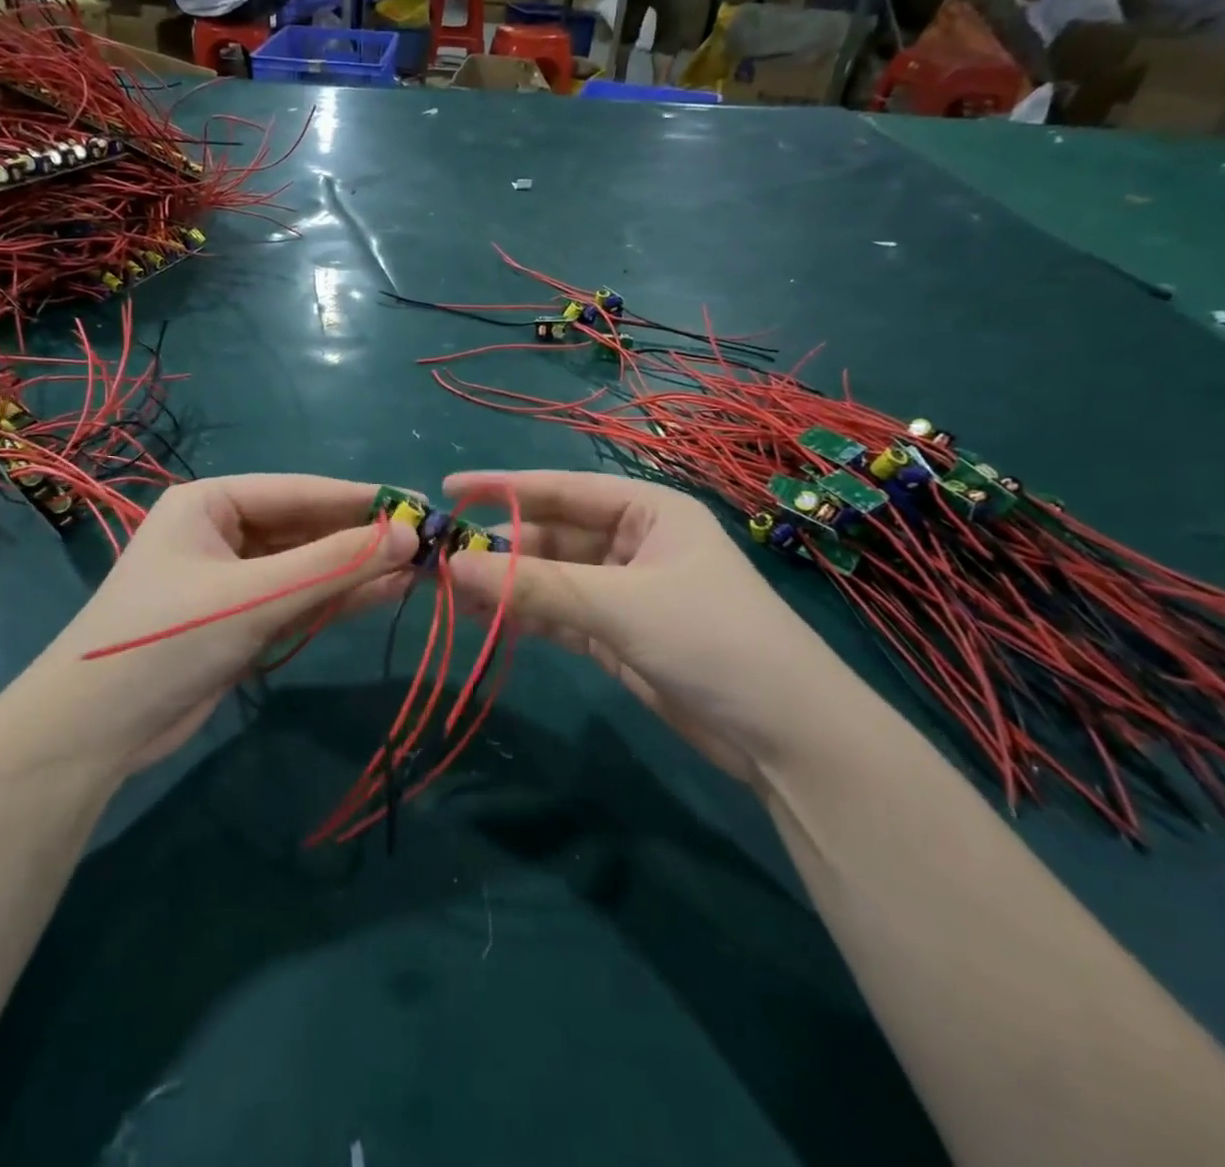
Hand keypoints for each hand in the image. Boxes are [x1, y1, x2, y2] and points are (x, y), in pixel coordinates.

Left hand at [22, 475, 415, 778]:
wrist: (95, 732)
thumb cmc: (166, 639)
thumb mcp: (254, 597)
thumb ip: (332, 565)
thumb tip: (410, 534)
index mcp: (211, 503)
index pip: (300, 491)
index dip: (362, 499)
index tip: (421, 505)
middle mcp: (222, 532)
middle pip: (306, 528)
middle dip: (362, 538)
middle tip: (428, 543)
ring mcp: (232, 579)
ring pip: (306, 566)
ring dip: (356, 570)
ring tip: (419, 570)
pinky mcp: (241, 620)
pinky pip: (298, 599)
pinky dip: (336, 599)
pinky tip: (384, 594)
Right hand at [443, 471, 861, 783]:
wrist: (786, 736)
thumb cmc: (712, 639)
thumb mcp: (620, 605)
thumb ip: (534, 586)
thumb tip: (452, 565)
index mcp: (647, 509)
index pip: (562, 490)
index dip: (503, 488)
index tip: (448, 491)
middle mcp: (632, 541)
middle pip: (551, 535)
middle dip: (499, 547)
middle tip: (439, 560)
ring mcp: (623, 590)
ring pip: (550, 577)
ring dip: (505, 585)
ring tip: (448, 592)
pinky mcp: (616, 633)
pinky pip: (558, 613)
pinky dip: (523, 616)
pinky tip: (482, 619)